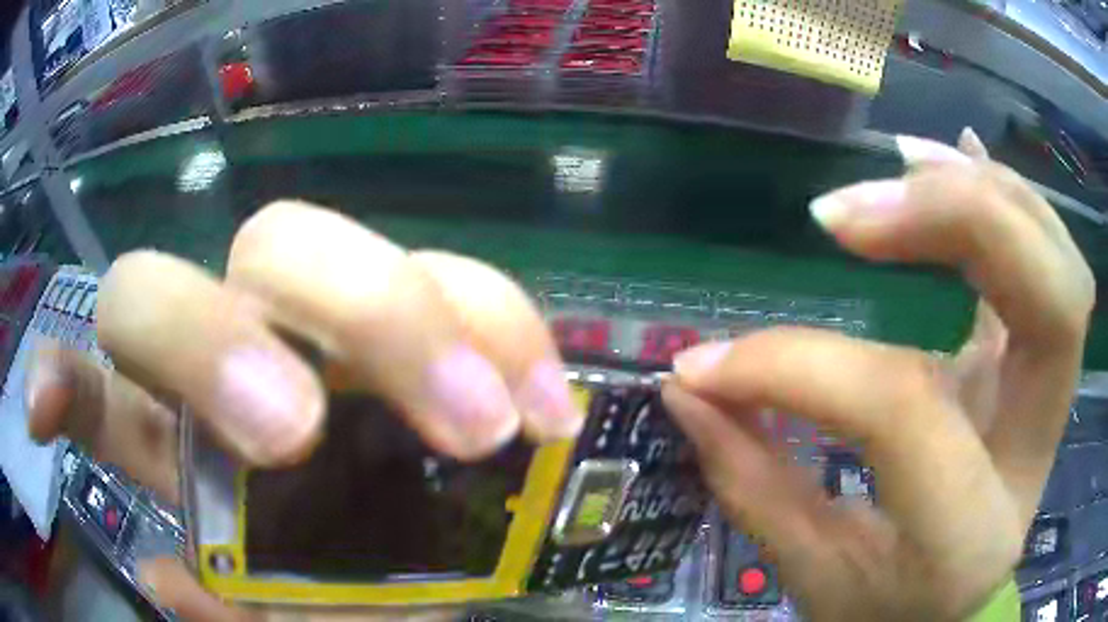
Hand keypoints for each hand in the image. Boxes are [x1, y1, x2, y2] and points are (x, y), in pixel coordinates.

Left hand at [28, 201, 584, 619]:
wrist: (460, 566)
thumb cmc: (359, 600)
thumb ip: (237, 621)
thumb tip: (170, 577)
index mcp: (177, 440)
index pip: (90, 389)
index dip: (61, 384)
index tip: (43, 415)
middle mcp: (225, 356)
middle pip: (163, 285)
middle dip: (208, 344)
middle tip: (301, 437)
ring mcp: (325, 324)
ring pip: (300, 248)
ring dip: (389, 325)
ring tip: (481, 429)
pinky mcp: (428, 313)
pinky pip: (462, 284)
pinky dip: (505, 330)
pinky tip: (546, 412)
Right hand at [663, 129, 1094, 620]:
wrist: (957, 610)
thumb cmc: (887, 609)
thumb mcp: (814, 574)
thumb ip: (753, 482)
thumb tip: (690, 383)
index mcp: (970, 534)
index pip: (903, 410)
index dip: (801, 368)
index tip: (711, 364)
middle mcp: (1033, 451)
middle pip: (1051, 299)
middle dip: (960, 221)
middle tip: (852, 214)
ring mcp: (1049, 398)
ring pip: (1059, 263)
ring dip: (987, 193)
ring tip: (905, 167)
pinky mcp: (1040, 364)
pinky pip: (1048, 258)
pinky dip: (1006, 195)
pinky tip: (958, 156)